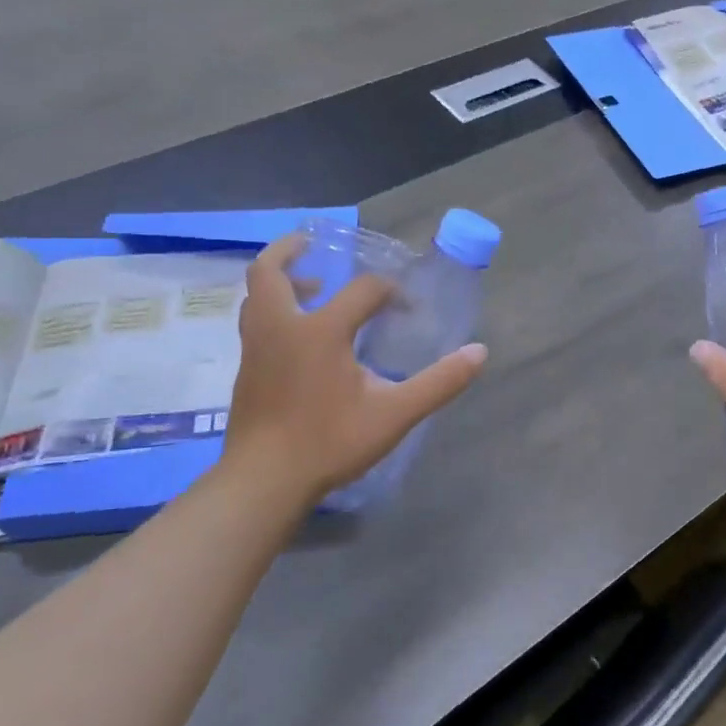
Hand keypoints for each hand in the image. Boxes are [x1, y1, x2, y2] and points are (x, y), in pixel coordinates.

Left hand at [218, 232, 486, 514]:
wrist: (263, 482)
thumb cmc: (329, 442)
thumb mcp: (395, 414)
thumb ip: (439, 382)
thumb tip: (479, 352)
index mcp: (320, 331)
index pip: (363, 290)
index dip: (391, 291)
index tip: (409, 308)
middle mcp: (281, 328)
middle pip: (270, 271)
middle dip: (291, 250)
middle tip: (313, 243)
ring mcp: (256, 349)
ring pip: (256, 296)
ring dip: (280, 280)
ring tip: (310, 284)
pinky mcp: (246, 370)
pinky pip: (255, 322)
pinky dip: (274, 309)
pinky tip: (298, 334)